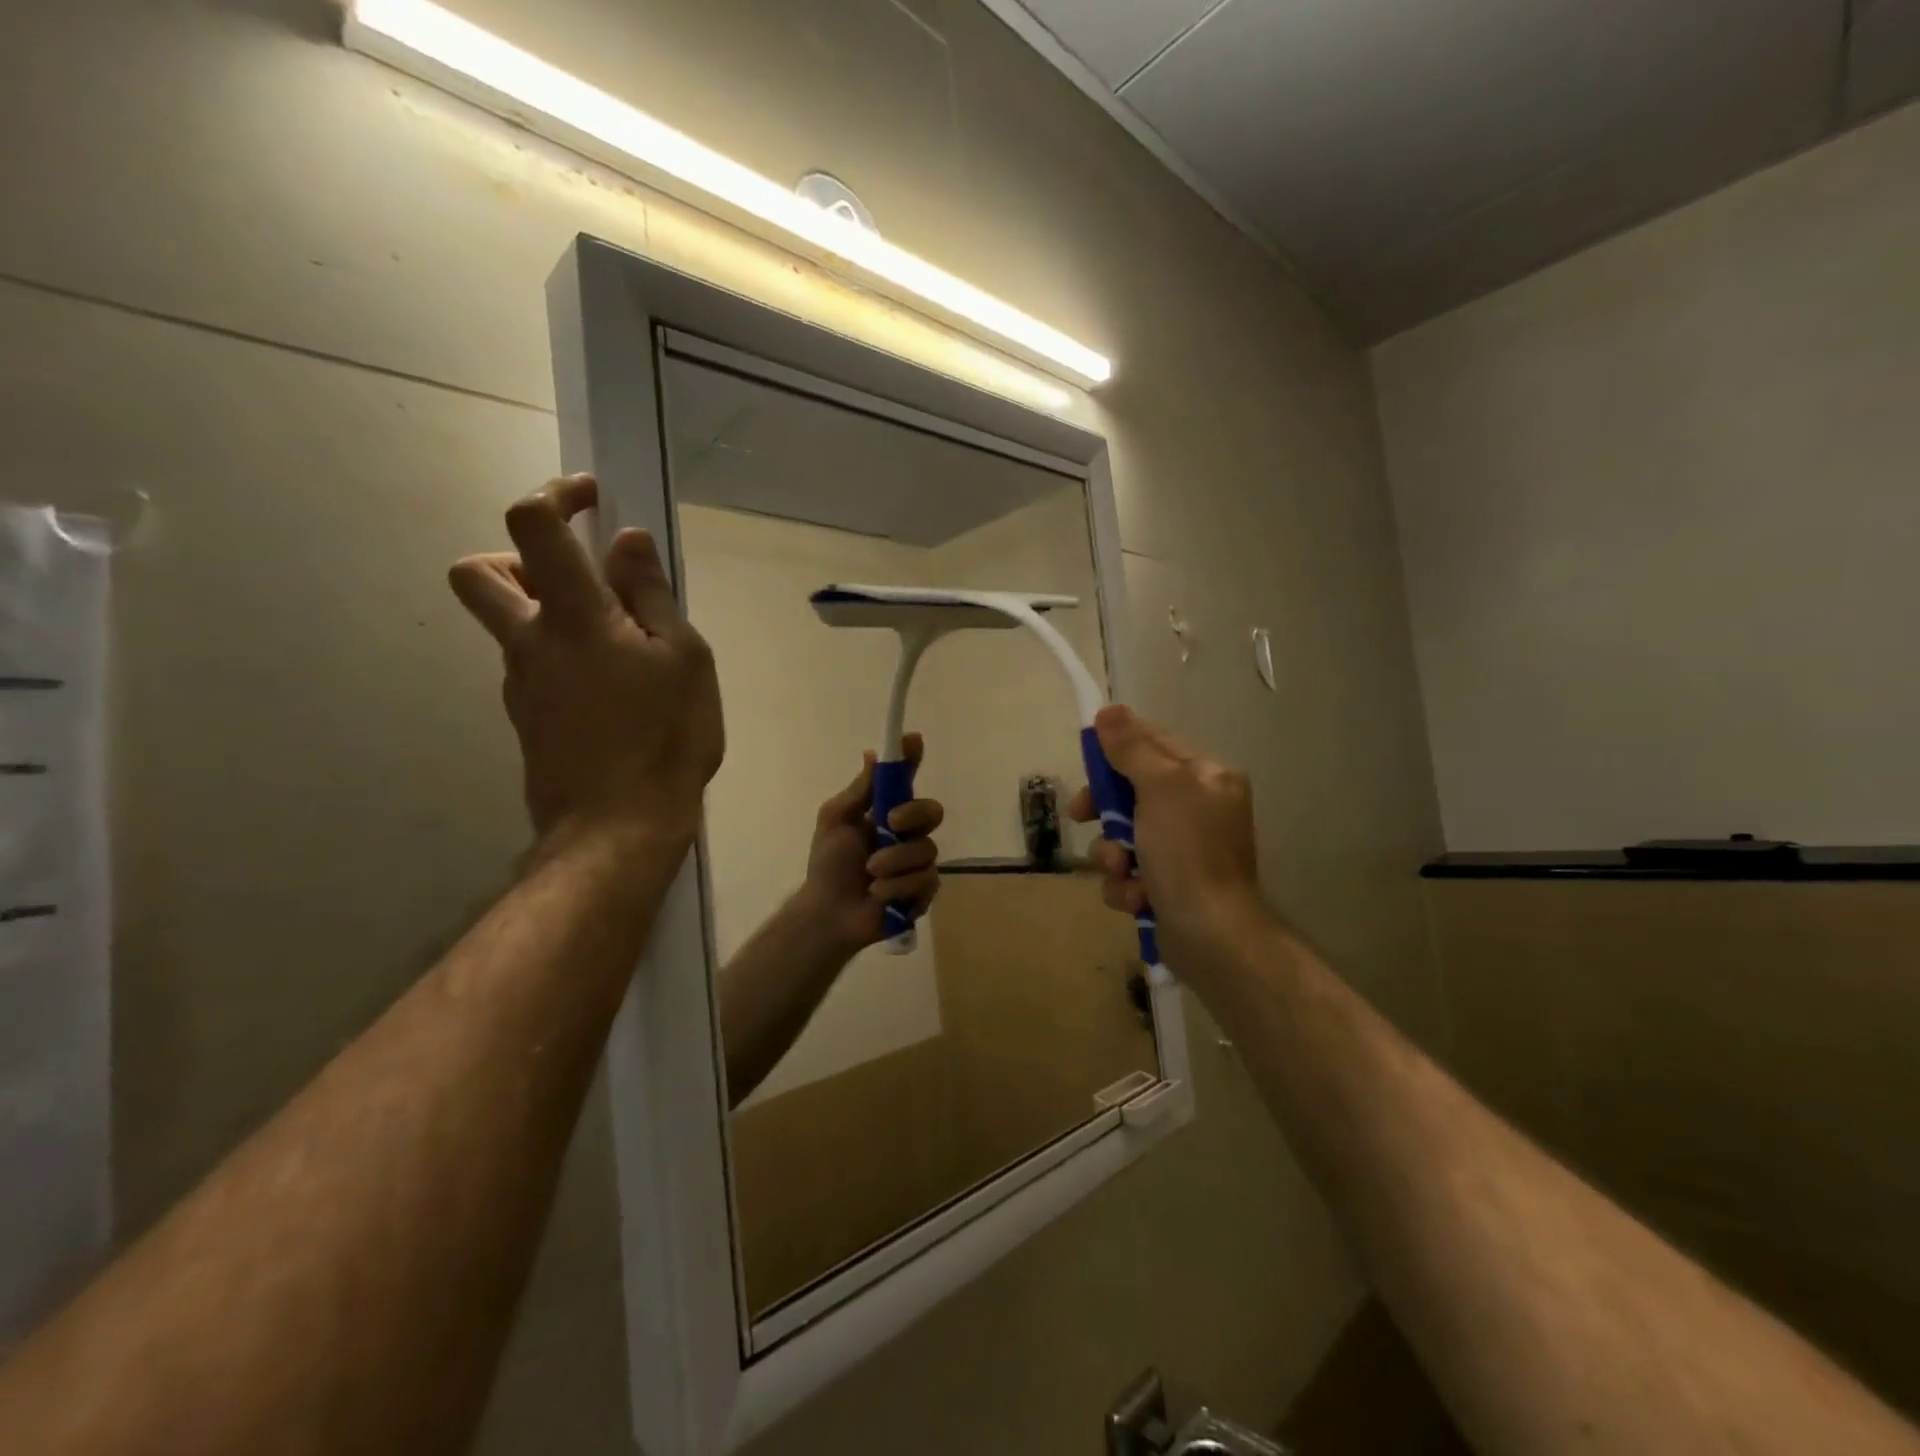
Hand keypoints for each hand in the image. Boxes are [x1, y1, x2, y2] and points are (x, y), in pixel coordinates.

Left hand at [449, 475, 724, 843]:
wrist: (617, 829)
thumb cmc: (664, 738)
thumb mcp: (684, 658)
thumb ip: (651, 595)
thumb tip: (626, 541)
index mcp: (570, 617)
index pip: (531, 526)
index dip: (554, 494)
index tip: (592, 497)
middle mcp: (527, 642)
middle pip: (478, 573)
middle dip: (517, 558)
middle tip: (578, 581)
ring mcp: (519, 684)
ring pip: (513, 626)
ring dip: (554, 614)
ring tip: (625, 650)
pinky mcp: (526, 718)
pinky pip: (535, 667)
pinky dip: (565, 658)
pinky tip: (617, 692)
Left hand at [798, 733, 943, 955]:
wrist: (828, 912)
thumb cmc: (828, 865)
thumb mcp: (836, 821)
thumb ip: (859, 791)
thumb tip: (873, 754)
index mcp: (888, 813)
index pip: (907, 781)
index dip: (912, 759)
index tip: (913, 739)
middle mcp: (909, 834)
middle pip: (932, 811)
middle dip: (914, 815)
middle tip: (890, 823)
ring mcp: (919, 863)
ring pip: (927, 849)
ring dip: (894, 861)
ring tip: (870, 874)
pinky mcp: (924, 891)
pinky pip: (925, 880)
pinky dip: (898, 886)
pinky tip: (879, 894)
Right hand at [1068, 705, 1262, 964]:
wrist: (1212, 936)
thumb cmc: (1188, 852)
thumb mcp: (1160, 788)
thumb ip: (1132, 748)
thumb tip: (1109, 711)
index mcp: (1206, 778)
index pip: (1155, 745)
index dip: (1116, 748)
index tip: (1085, 757)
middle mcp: (1198, 811)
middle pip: (1132, 793)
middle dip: (1106, 811)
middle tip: (1081, 815)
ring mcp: (1184, 852)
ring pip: (1124, 837)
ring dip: (1112, 856)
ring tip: (1122, 872)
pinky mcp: (1169, 888)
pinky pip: (1130, 874)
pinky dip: (1126, 887)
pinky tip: (1137, 899)